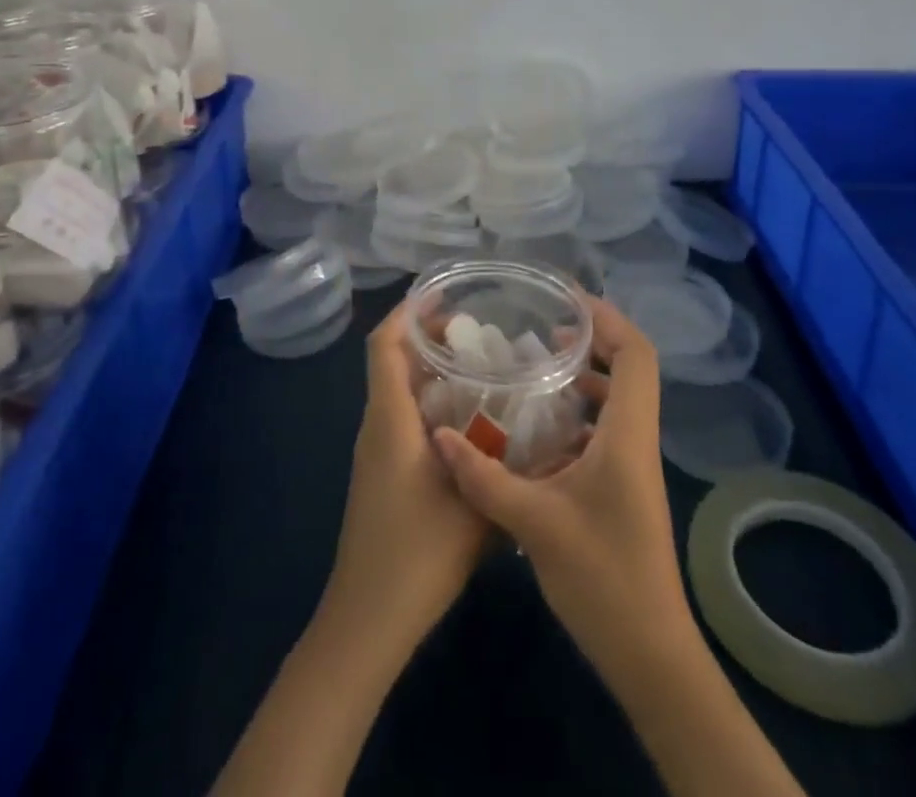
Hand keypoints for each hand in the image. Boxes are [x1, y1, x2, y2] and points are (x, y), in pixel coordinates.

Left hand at [323, 308, 490, 645]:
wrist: (368, 620)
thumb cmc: (417, 554)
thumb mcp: (474, 506)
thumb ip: (507, 465)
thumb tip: (547, 437)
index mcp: (390, 419)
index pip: (385, 344)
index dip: (408, 312)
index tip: (445, 295)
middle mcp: (377, 425)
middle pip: (394, 361)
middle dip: (430, 339)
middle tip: (481, 334)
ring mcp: (376, 451)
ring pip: (399, 391)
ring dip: (433, 373)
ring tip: (483, 370)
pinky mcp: (382, 474)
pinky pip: (403, 419)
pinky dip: (431, 405)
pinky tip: (471, 424)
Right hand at [432, 295, 689, 681]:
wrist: (650, 655)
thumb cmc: (603, 579)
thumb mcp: (534, 523)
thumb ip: (483, 476)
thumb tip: (440, 436)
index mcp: (627, 435)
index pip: (636, 355)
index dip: (608, 319)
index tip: (565, 304)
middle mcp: (636, 440)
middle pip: (630, 368)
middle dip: (592, 340)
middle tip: (543, 330)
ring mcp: (632, 466)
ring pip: (618, 400)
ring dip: (585, 377)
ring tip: (536, 369)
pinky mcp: (623, 488)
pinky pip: (606, 430)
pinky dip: (578, 414)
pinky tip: (536, 429)